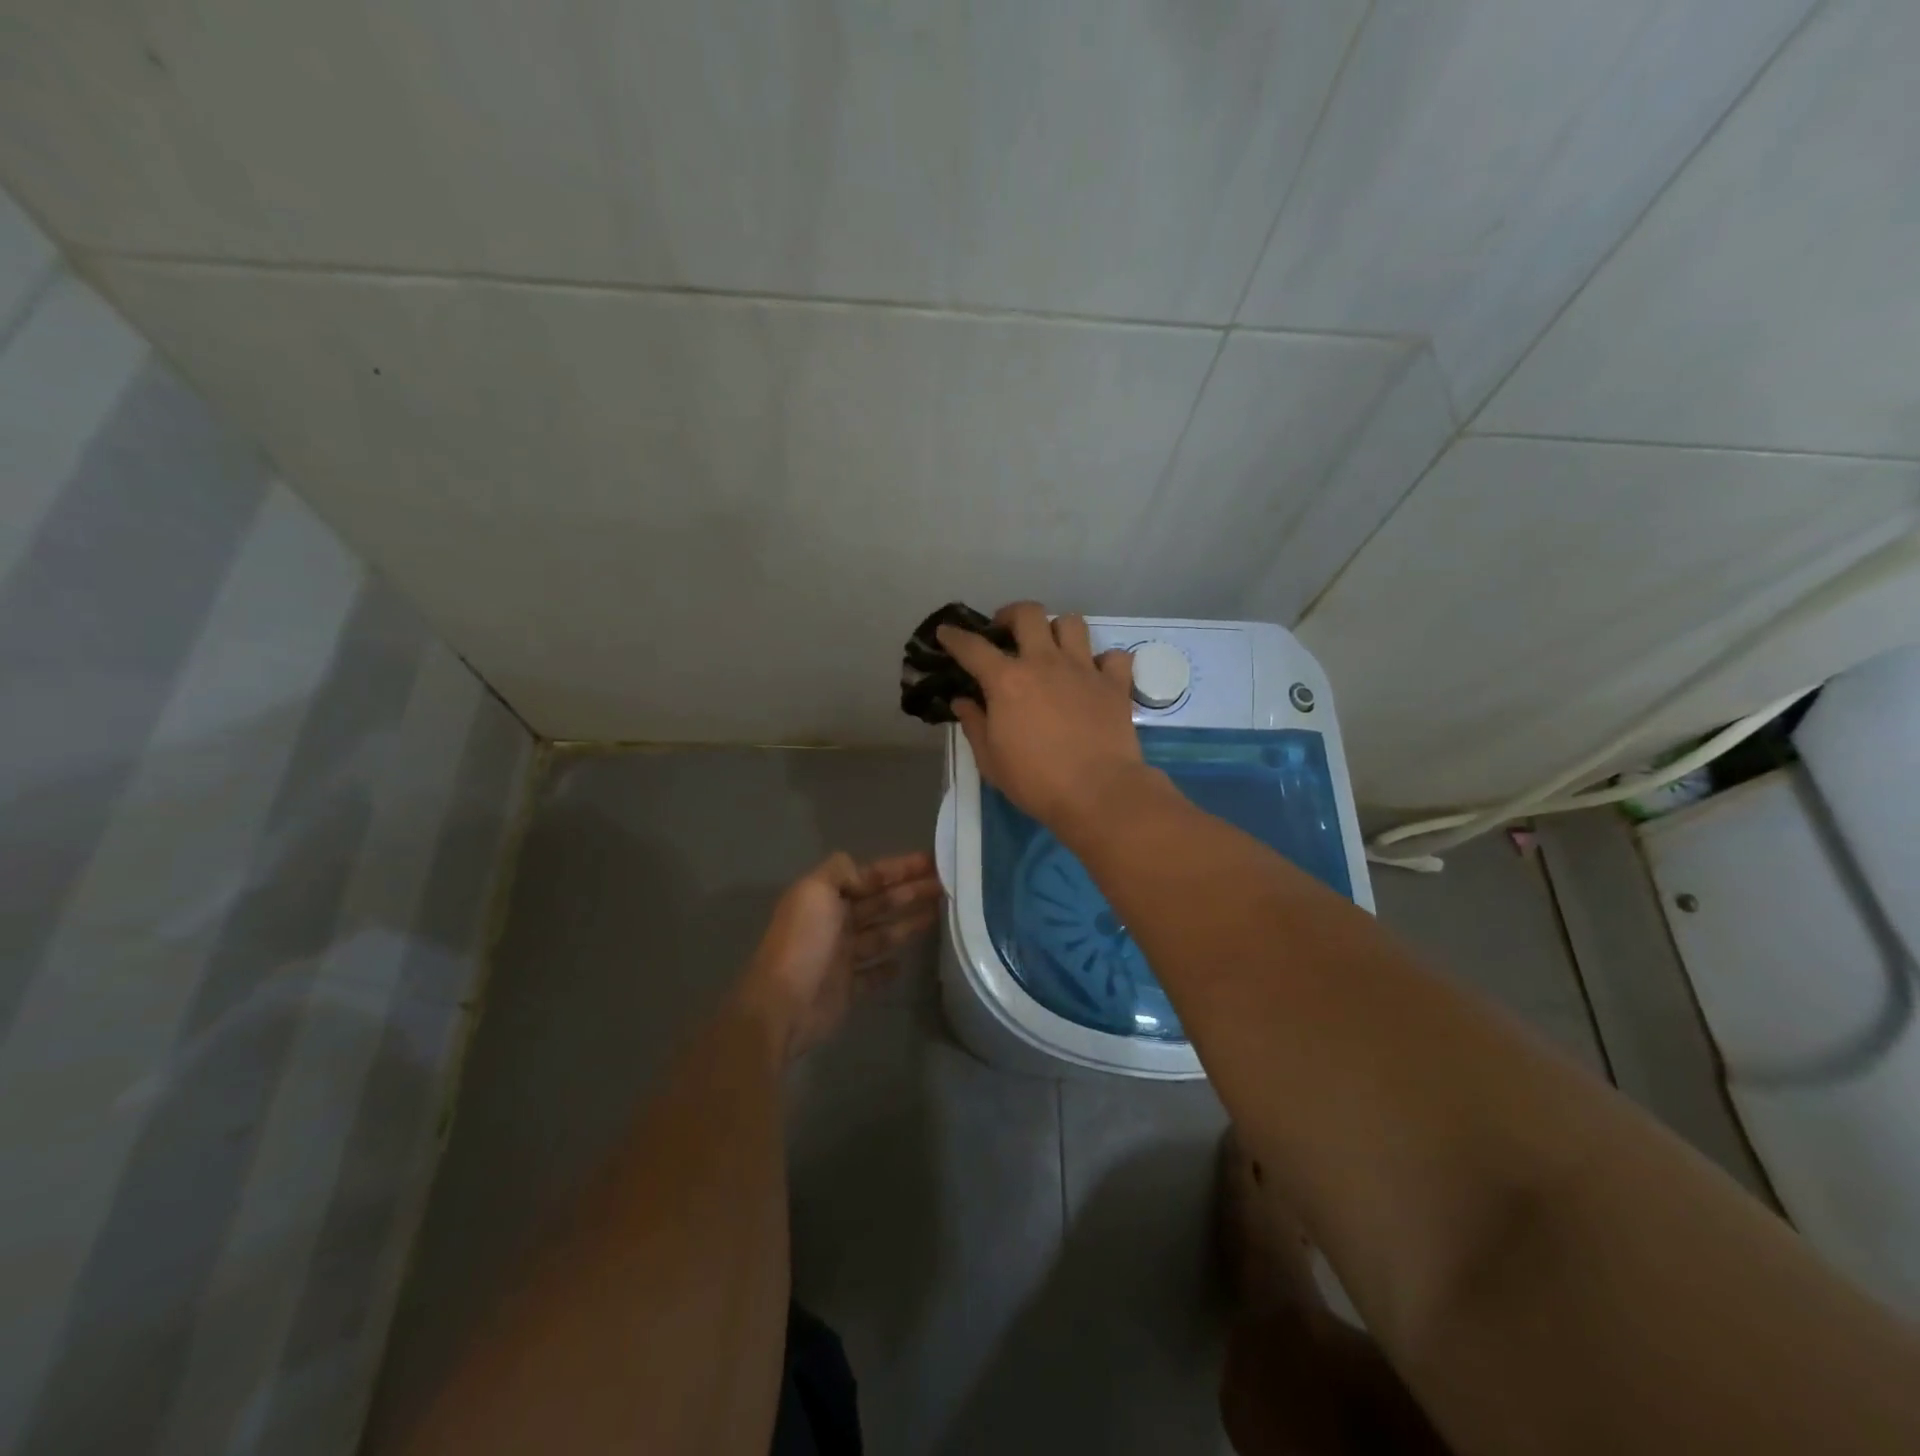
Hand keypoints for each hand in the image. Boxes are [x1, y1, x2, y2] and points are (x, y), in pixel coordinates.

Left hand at [736, 851, 939, 1057]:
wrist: (783, 1004)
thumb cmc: (803, 942)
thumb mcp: (815, 891)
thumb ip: (839, 871)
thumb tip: (861, 870)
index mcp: (826, 898)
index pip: (870, 876)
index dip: (900, 868)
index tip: (932, 861)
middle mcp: (835, 923)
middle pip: (880, 903)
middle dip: (912, 892)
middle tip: (947, 886)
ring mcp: (842, 957)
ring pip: (882, 935)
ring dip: (908, 924)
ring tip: (940, 915)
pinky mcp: (848, 989)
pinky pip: (873, 975)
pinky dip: (888, 969)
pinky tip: (905, 963)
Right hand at [938, 601, 1148, 831]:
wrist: (1098, 793)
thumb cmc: (1036, 781)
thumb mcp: (991, 760)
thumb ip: (974, 725)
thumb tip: (962, 702)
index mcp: (1007, 681)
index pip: (973, 647)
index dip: (954, 637)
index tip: (946, 632)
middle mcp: (1045, 663)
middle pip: (1028, 614)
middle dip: (1011, 615)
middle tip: (1005, 633)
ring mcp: (1083, 669)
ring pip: (1072, 623)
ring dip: (1057, 630)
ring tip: (1052, 648)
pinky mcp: (1115, 684)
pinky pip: (1114, 656)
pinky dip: (1104, 661)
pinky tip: (1095, 675)